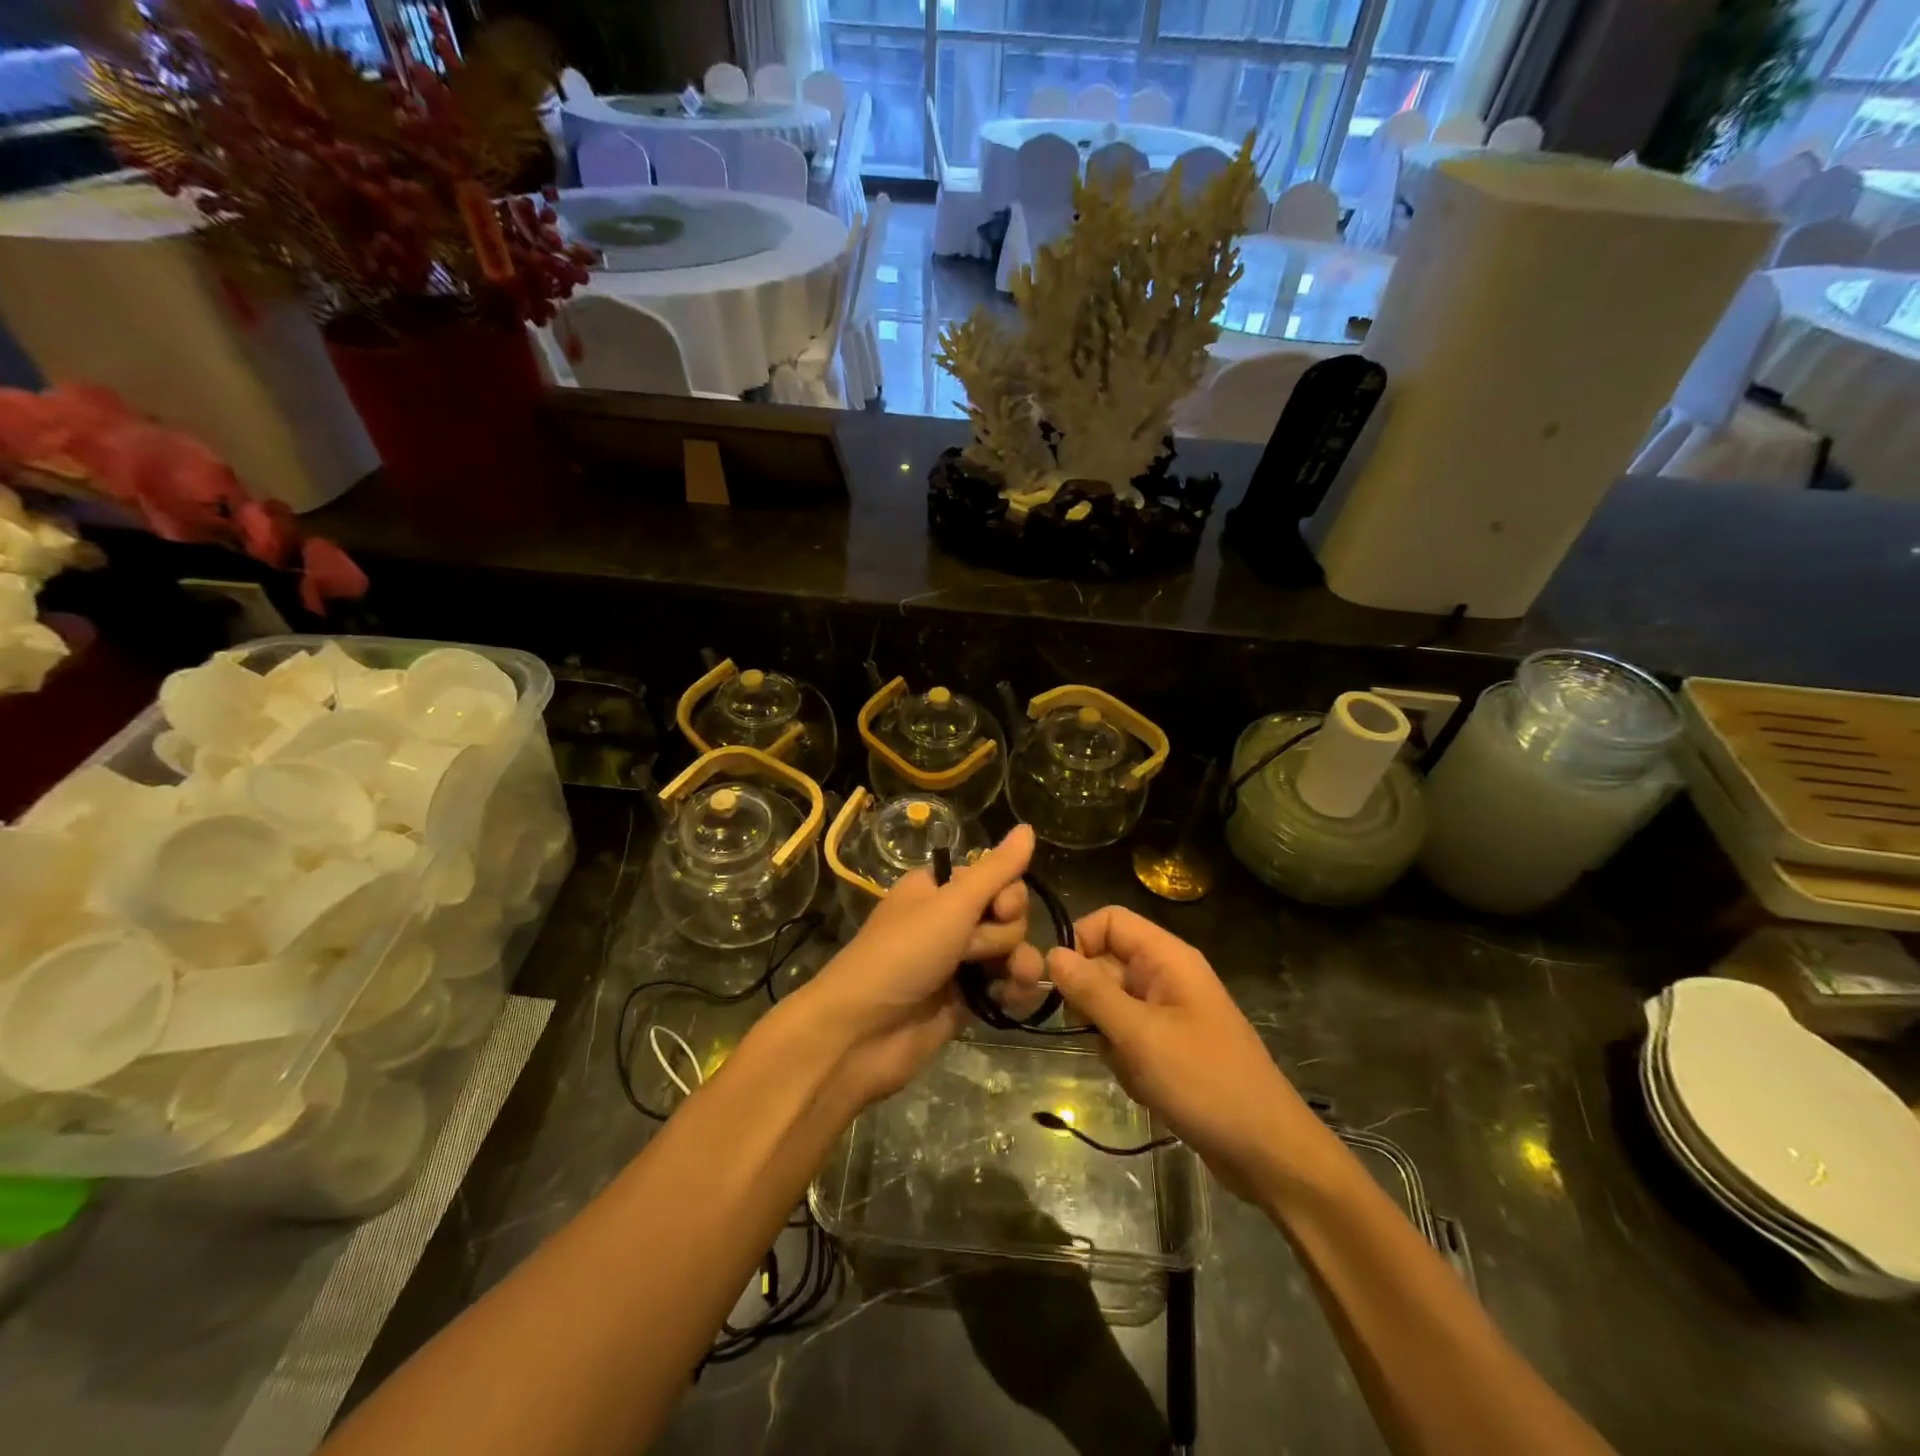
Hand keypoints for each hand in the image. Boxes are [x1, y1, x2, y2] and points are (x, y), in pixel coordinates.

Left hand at [796, 825, 1046, 1109]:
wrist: (863, 1032)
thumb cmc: (903, 954)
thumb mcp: (951, 904)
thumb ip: (996, 870)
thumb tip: (1028, 828)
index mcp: (938, 889)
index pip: (994, 877)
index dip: (1007, 894)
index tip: (1000, 909)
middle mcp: (949, 920)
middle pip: (1006, 915)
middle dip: (1003, 934)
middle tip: (974, 951)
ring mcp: (957, 962)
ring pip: (1009, 951)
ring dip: (1018, 963)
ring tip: (1011, 980)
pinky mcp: (965, 1000)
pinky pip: (1004, 985)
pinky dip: (1013, 991)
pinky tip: (1013, 1000)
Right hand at [1046, 907, 1323, 1202]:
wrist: (1266, 1150)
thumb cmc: (1203, 1081)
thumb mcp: (1139, 1035)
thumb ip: (1092, 991)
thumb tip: (1052, 953)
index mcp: (1167, 958)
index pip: (1109, 921)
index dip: (1081, 943)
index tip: (1064, 985)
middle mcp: (1167, 976)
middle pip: (1105, 965)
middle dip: (1092, 1004)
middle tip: (1100, 1038)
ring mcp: (1169, 1012)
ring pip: (1111, 1007)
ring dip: (1109, 1039)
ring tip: (1133, 1069)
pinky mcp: (1169, 1046)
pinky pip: (1127, 1038)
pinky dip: (1125, 1061)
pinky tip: (1145, 1088)